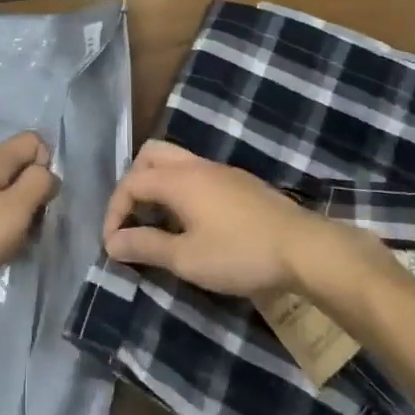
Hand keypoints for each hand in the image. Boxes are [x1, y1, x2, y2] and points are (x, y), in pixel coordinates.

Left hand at [0, 132, 58, 313]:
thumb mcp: (13, 212)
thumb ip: (37, 185)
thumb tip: (47, 173)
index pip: (33, 141)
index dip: (46, 167)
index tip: (42, 202)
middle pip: (16, 168)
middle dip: (30, 197)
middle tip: (29, 232)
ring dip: (12, 216)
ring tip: (9, 248)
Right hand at [103, 140, 336, 297]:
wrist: (302, 248)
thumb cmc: (240, 254)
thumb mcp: (187, 258)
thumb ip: (146, 246)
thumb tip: (111, 243)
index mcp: (178, 179)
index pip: (131, 182)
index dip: (114, 211)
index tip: (113, 245)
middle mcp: (196, 165)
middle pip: (150, 156)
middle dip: (133, 184)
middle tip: (132, 219)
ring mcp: (220, 170)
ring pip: (175, 161)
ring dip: (157, 185)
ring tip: (157, 222)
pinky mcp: (238, 182)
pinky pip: (195, 172)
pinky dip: (179, 188)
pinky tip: (190, 221)